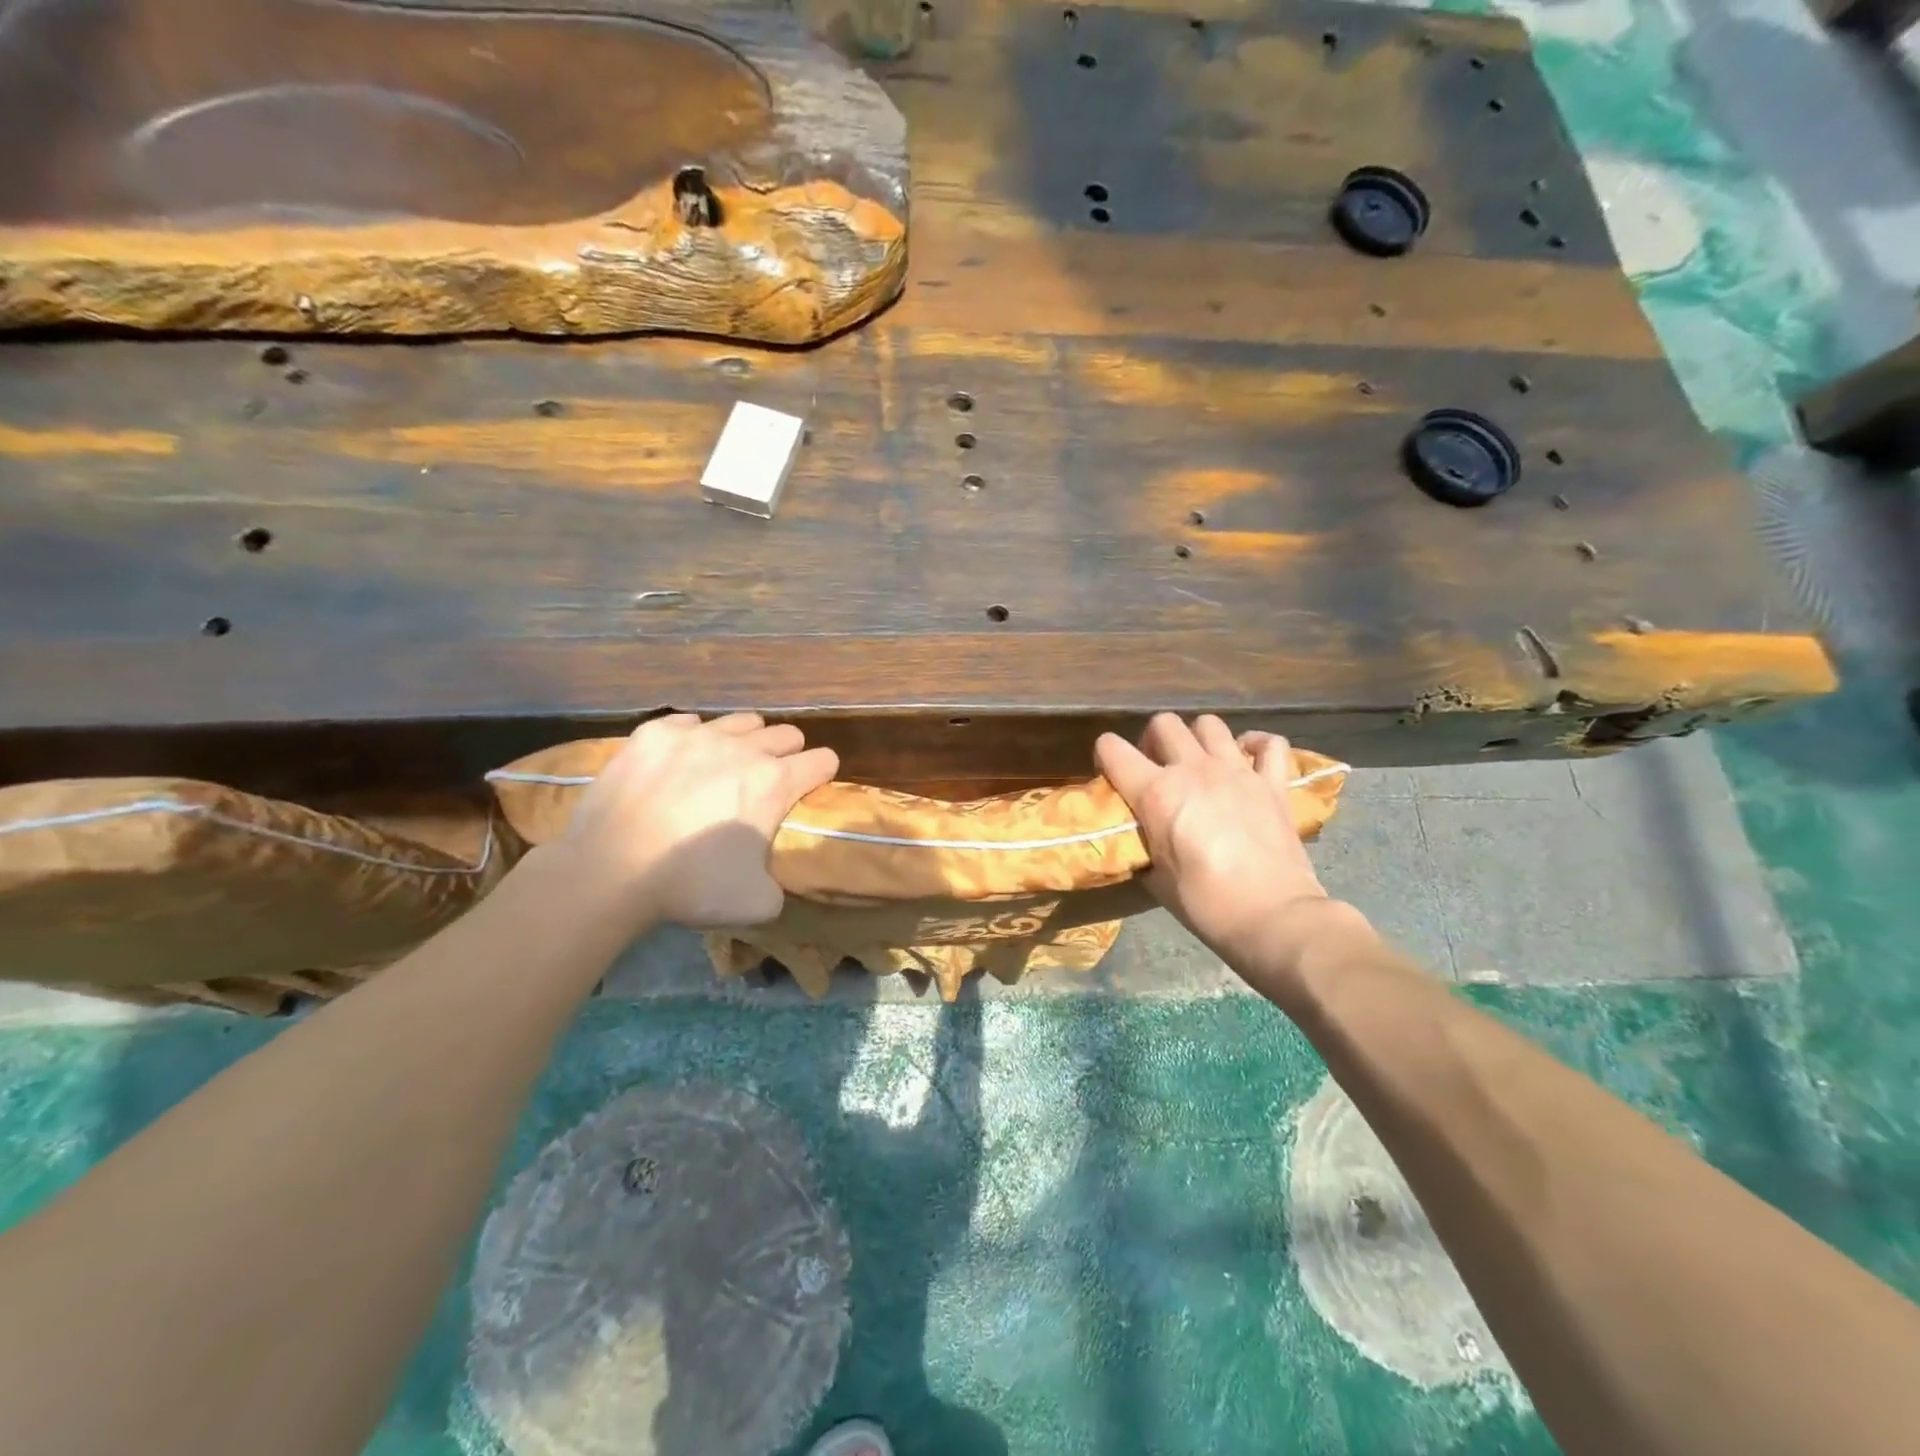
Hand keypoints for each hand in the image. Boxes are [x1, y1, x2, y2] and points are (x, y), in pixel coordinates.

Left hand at [553, 712, 838, 929]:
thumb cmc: (689, 885)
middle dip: (787, 754)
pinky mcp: (655, 733)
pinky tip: (680, 763)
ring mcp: (697, 734)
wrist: (608, 870)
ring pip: (742, 721)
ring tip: (726, 766)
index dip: (822, 775)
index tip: (810, 789)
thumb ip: (779, 884)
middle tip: (766, 782)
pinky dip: (693, 739)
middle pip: (786, 733)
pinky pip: (690, 722)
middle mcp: (743, 747)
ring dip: (745, 741)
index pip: (823, 760)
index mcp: (775, 782)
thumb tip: (772, 877)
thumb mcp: (756, 903)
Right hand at [1096, 714, 1372, 990]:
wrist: (1272, 916)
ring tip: (1200, 762)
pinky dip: (1257, 745)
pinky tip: (1249, 759)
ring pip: (1209, 724)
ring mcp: (1237, 771)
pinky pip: (1268, 743)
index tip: (1111, 772)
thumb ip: (1143, 844)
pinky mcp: (1272, 782)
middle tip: (1157, 766)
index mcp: (1156, 793)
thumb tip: (1139, 836)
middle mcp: (1193, 769)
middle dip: (1153, 740)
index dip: (1106, 755)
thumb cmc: (1205, 903)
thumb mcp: (1155, 877)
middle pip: (1164, 724)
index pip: (1113, 749)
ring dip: (1198, 738)